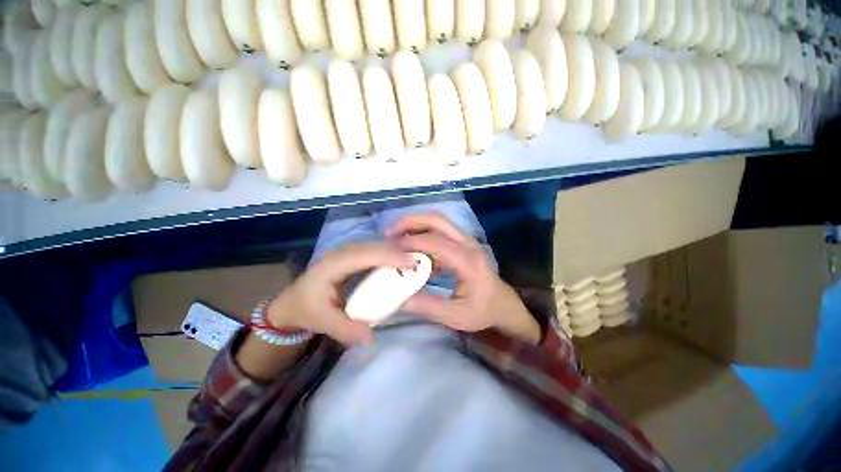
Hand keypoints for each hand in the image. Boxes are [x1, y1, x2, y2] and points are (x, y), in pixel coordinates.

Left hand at [266, 243, 415, 344]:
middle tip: (420, 262)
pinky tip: (401, 263)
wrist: (293, 302)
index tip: (411, 263)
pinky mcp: (353, 257)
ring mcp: (348, 253)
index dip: (389, 256)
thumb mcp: (322, 322)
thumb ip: (345, 330)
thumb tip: (371, 337)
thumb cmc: (307, 309)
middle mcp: (342, 253)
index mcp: (333, 265)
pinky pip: (375, 252)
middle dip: (398, 252)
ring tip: (414, 261)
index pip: (365, 255)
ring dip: (396, 252)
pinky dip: (390, 255)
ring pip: (376, 246)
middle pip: (374, 246)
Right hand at [387, 214, 540, 342]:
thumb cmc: (482, 311)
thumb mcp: (456, 316)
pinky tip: (411, 249)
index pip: (436, 242)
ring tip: (395, 238)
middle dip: (411, 222)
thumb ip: (429, 307)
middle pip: (438, 220)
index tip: (390, 251)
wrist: (502, 304)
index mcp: (468, 261)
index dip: (411, 243)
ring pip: (438, 222)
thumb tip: (400, 298)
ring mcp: (466, 241)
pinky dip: (422, 234)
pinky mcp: (462, 244)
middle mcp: (468, 244)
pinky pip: (440, 232)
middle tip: (390, 233)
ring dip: (415, 225)